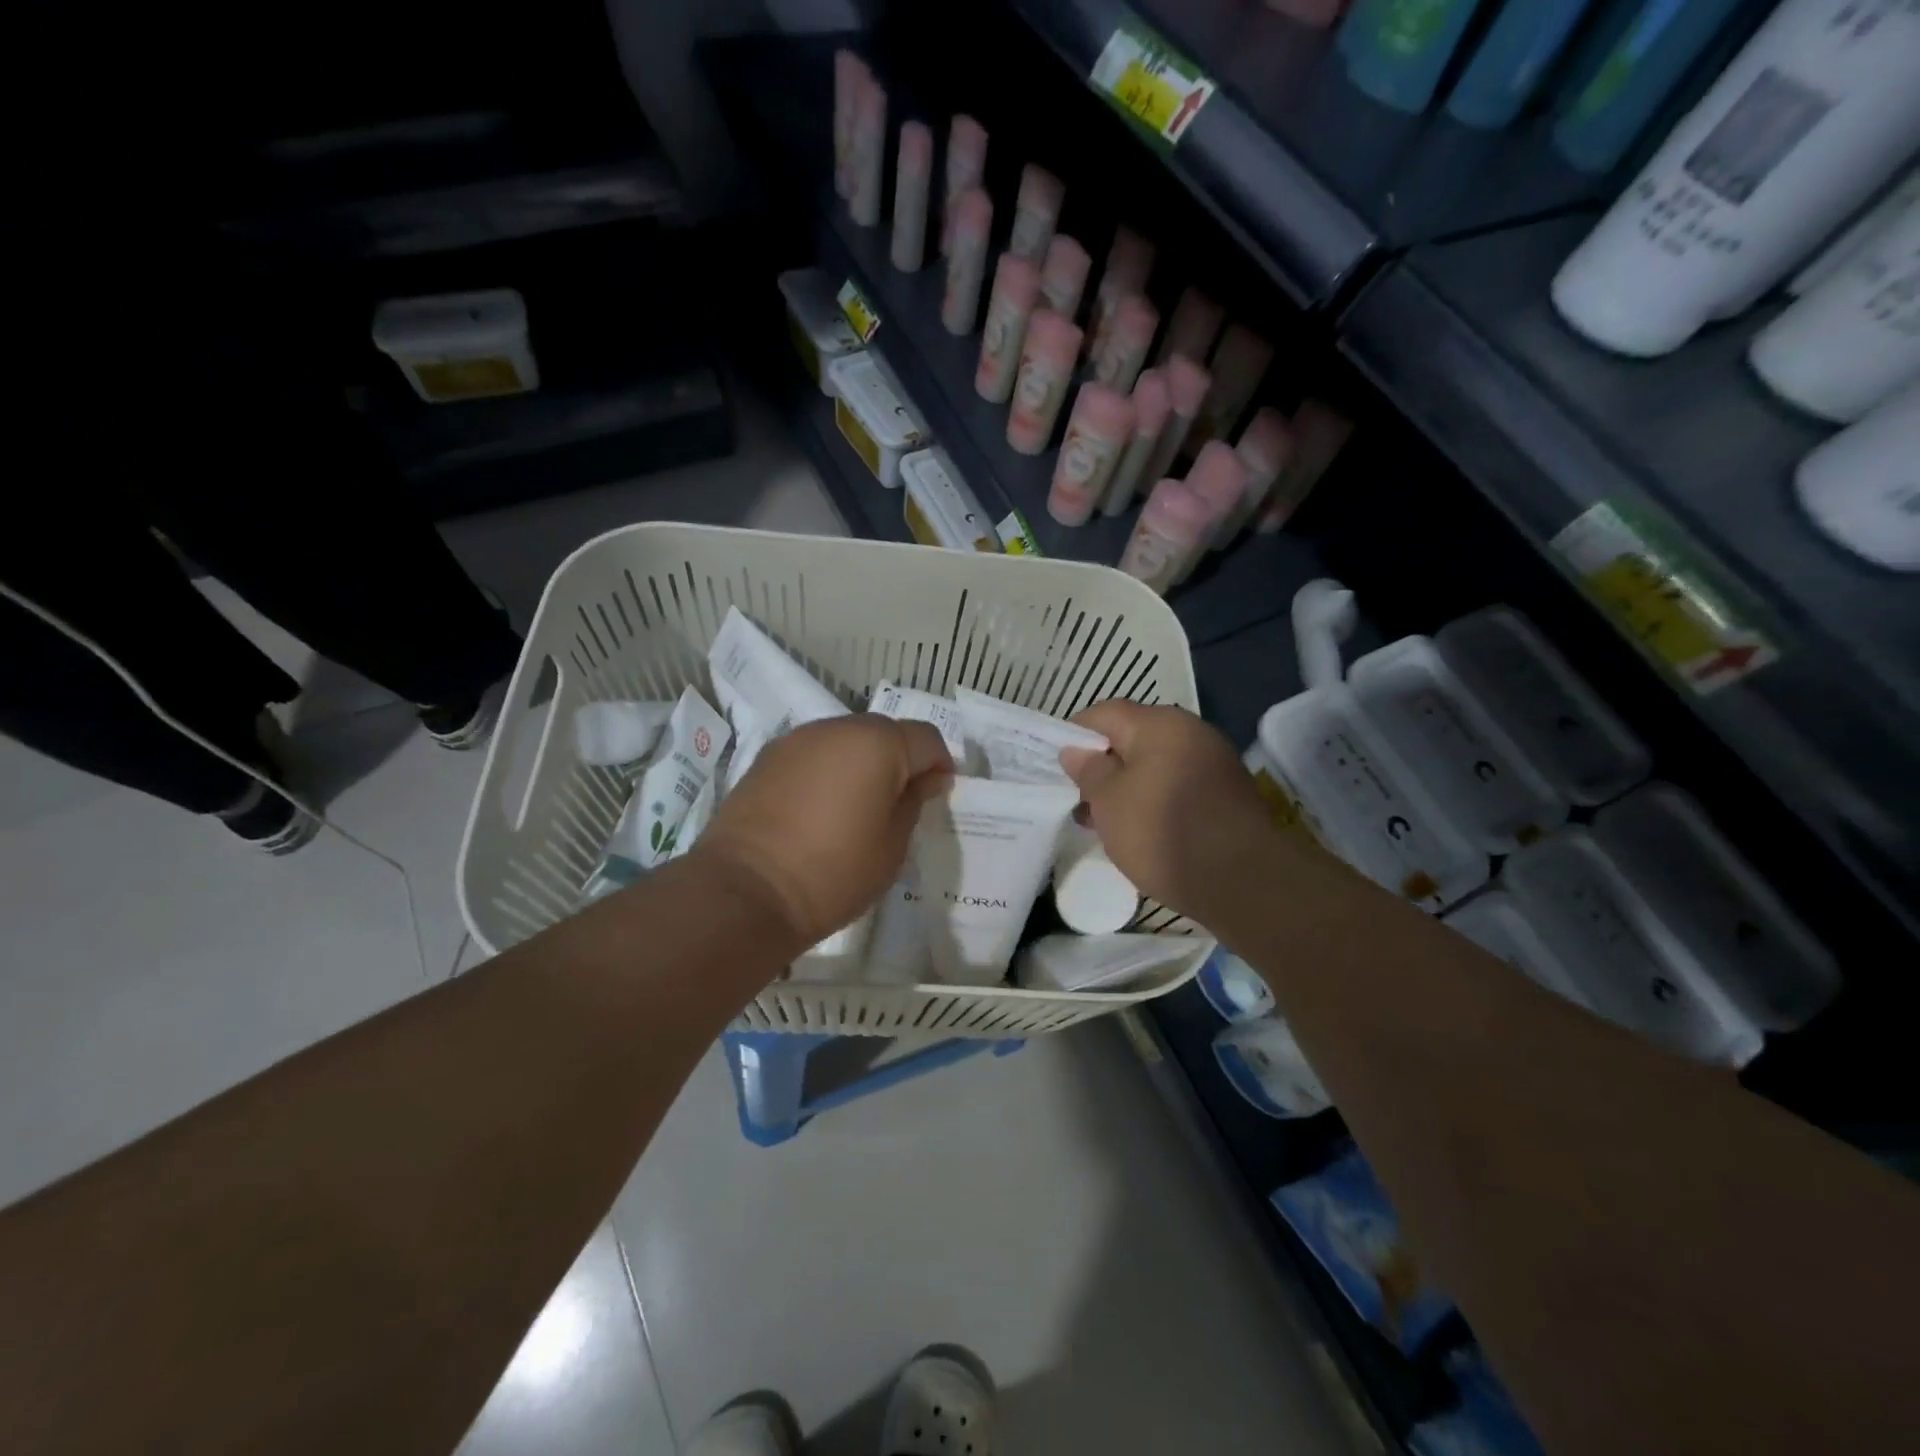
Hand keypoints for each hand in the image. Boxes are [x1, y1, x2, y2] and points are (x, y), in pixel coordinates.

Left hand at [693, 715, 952, 950]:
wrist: (746, 891)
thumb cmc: (835, 871)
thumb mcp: (893, 845)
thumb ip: (914, 802)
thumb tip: (925, 778)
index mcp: (877, 743)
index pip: (927, 739)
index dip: (940, 766)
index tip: (936, 797)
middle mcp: (837, 728)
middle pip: (885, 733)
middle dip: (899, 762)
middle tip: (897, 806)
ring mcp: (797, 740)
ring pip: (846, 741)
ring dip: (861, 765)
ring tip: (856, 809)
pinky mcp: (767, 758)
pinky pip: (814, 756)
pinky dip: (827, 772)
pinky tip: (820, 810)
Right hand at [1058, 701, 1280, 926]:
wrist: (1245, 882)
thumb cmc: (1164, 833)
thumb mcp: (1110, 803)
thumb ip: (1089, 771)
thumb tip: (1076, 751)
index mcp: (1160, 724)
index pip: (1105, 713)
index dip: (1075, 734)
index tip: (1057, 764)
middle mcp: (1190, 733)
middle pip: (1132, 738)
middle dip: (1102, 766)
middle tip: (1079, 799)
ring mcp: (1213, 762)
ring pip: (1155, 765)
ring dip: (1127, 787)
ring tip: (1104, 822)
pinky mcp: (1225, 793)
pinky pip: (1177, 785)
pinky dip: (1153, 800)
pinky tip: (1140, 831)